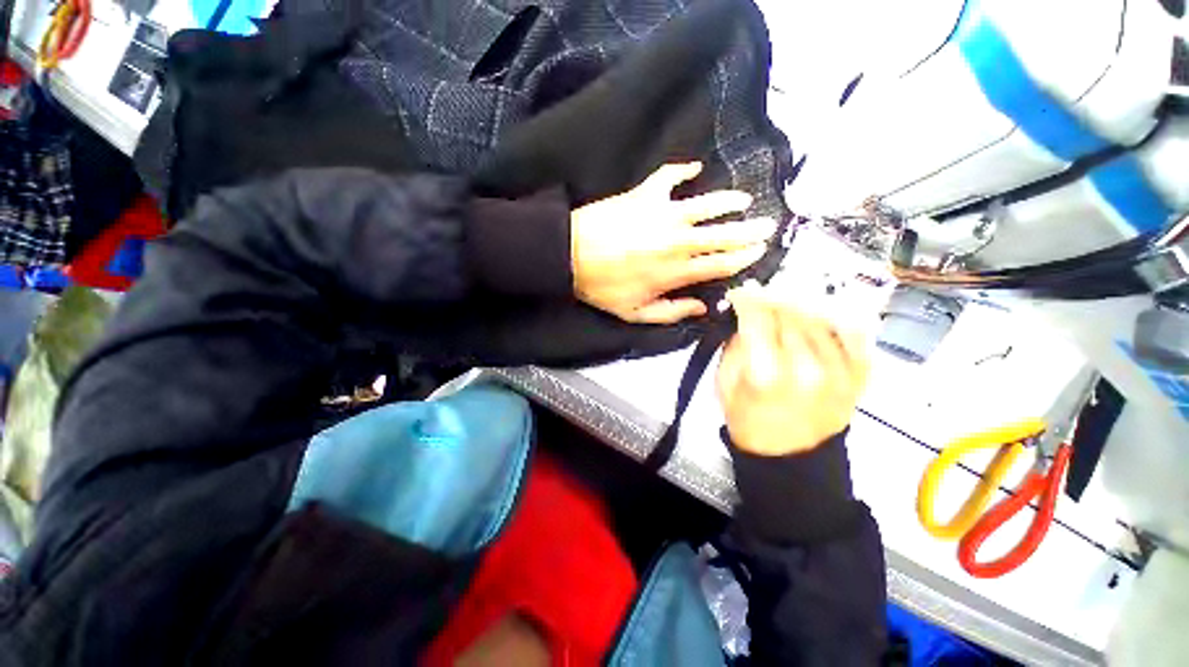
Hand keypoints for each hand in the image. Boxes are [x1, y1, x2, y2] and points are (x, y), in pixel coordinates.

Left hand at [571, 162, 776, 323]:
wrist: (571, 255)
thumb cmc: (603, 288)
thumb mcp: (635, 313)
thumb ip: (672, 312)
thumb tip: (702, 307)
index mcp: (675, 271)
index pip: (721, 263)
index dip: (744, 258)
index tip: (759, 251)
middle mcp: (677, 240)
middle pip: (724, 234)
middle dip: (750, 230)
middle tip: (768, 225)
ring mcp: (662, 213)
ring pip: (706, 204)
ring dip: (729, 201)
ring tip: (744, 200)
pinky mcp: (645, 194)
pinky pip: (669, 176)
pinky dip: (682, 170)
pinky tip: (694, 167)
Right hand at [717, 284, 870, 456]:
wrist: (790, 457)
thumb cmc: (749, 421)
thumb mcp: (725, 383)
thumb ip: (735, 345)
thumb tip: (745, 315)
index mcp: (766, 374)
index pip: (758, 316)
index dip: (746, 298)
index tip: (739, 293)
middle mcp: (808, 367)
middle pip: (789, 311)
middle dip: (770, 299)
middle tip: (758, 300)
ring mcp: (840, 370)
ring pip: (819, 315)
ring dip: (797, 307)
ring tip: (784, 311)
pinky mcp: (861, 374)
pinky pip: (853, 330)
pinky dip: (834, 318)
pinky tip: (817, 320)